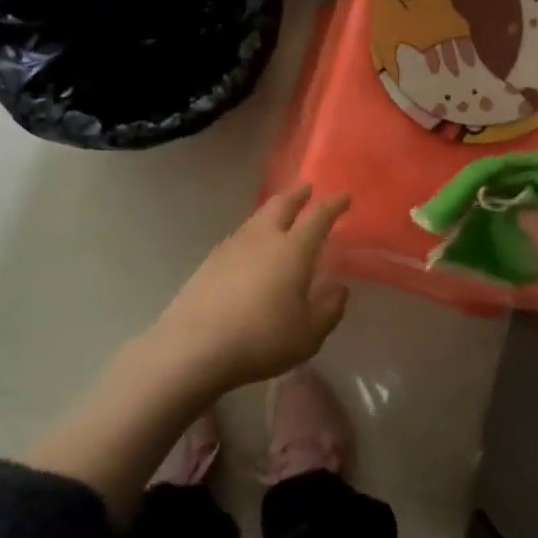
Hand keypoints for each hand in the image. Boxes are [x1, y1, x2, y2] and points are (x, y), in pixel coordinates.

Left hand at [150, 185, 351, 397]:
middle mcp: (263, 238)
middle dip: (297, 195)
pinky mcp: (209, 262)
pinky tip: (251, 248)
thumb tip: (338, 287)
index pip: (318, 217)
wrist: (193, 348)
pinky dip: (253, 232)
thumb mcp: (308, 334)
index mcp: (293, 250)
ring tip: (280, 215)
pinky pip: (239, 236)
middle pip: (281, 205)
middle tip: (307, 189)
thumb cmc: (261, 339)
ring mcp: (232, 247)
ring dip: (273, 211)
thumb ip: (328, 308)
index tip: (344, 197)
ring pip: (256, 217)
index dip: (333, 205)